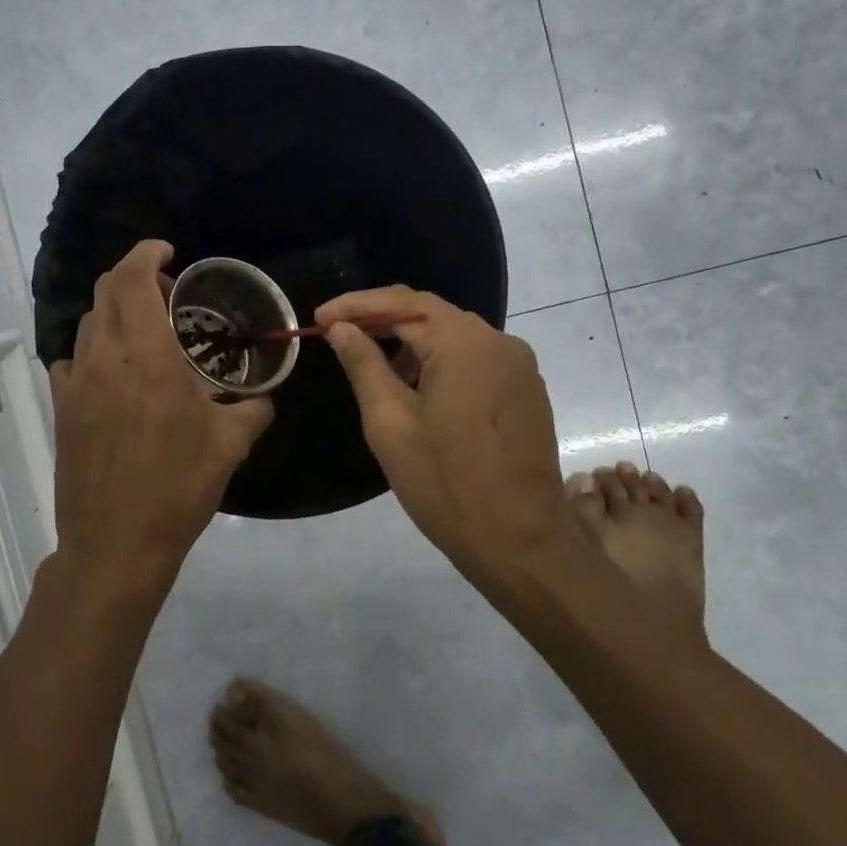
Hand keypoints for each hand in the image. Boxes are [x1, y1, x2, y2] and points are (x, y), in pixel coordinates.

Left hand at [50, 241, 272, 598]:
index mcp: (149, 356)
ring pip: (89, 324)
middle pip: (105, 291)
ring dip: (115, 312)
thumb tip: (266, 396)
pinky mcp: (62, 408)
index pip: (133, 279)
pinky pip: (74, 360)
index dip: (145, 252)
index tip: (167, 250)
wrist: (116, 542)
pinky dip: (96, 349)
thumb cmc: (178, 487)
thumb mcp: (231, 445)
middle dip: (132, 276)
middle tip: (166, 291)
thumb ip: (255, 409)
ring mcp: (76, 383)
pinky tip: (116, 374)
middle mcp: (106, 358)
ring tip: (145, 331)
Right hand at [317, 286, 578, 585]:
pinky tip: (419, 388)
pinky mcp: (527, 389)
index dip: (356, 305)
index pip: (402, 303)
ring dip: (412, 342)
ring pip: (454, 334)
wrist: (520, 542)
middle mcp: (498, 341)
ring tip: (375, 369)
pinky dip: (441, 360)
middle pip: (431, 313)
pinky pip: (477, 358)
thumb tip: (342, 328)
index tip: (319, 318)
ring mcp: (519, 365)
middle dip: (382, 320)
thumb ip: (364, 365)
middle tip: (339, 335)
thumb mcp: (390, 424)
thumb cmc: (446, 484)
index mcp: (464, 343)